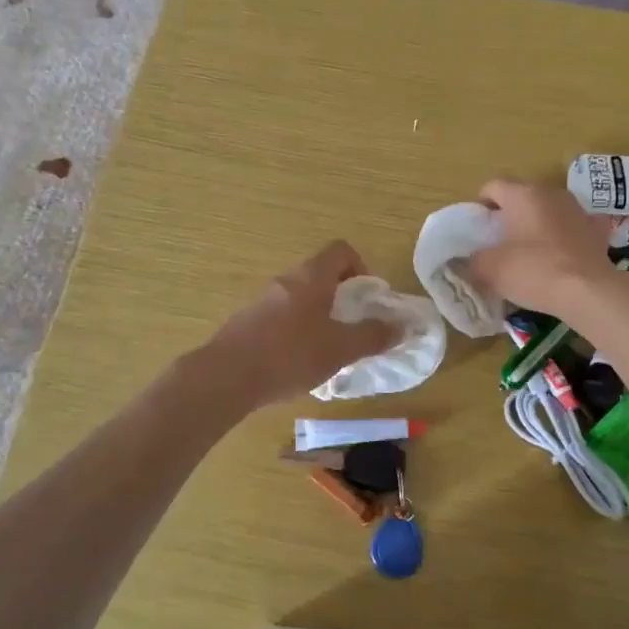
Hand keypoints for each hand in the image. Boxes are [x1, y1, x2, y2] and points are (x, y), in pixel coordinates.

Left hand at [201, 241, 401, 408]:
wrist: (225, 377)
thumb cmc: (289, 355)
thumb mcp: (339, 349)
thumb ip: (372, 336)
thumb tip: (403, 326)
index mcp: (311, 277)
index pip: (341, 250)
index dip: (361, 268)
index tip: (368, 299)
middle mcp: (286, 280)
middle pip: (321, 275)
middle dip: (343, 298)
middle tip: (353, 329)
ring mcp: (262, 300)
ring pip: (301, 298)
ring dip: (320, 316)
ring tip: (328, 351)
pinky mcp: (247, 323)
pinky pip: (281, 317)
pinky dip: (297, 331)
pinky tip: (298, 364)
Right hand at [466, 178, 618, 317]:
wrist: (588, 291)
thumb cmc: (534, 270)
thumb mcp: (490, 269)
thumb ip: (474, 259)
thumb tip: (472, 260)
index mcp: (522, 194)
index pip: (493, 186)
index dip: (481, 204)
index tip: (479, 228)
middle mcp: (551, 193)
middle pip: (522, 195)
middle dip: (509, 214)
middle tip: (500, 240)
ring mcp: (577, 209)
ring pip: (548, 209)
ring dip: (536, 223)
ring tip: (529, 250)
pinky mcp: (596, 229)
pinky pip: (571, 227)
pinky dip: (562, 236)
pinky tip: (559, 256)